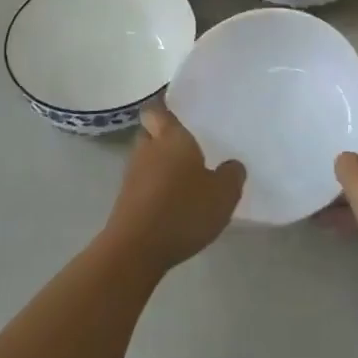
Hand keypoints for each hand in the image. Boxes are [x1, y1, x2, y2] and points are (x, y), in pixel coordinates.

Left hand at [103, 103, 245, 271]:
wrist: (136, 250)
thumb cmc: (182, 210)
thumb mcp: (223, 194)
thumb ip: (232, 175)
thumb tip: (232, 165)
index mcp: (170, 137)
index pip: (157, 109)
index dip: (164, 106)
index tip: (178, 109)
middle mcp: (147, 149)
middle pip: (150, 132)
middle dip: (163, 135)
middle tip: (188, 144)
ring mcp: (132, 176)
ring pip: (146, 159)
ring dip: (160, 164)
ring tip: (185, 176)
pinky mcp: (125, 202)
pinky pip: (143, 184)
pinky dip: (155, 187)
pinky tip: (173, 202)